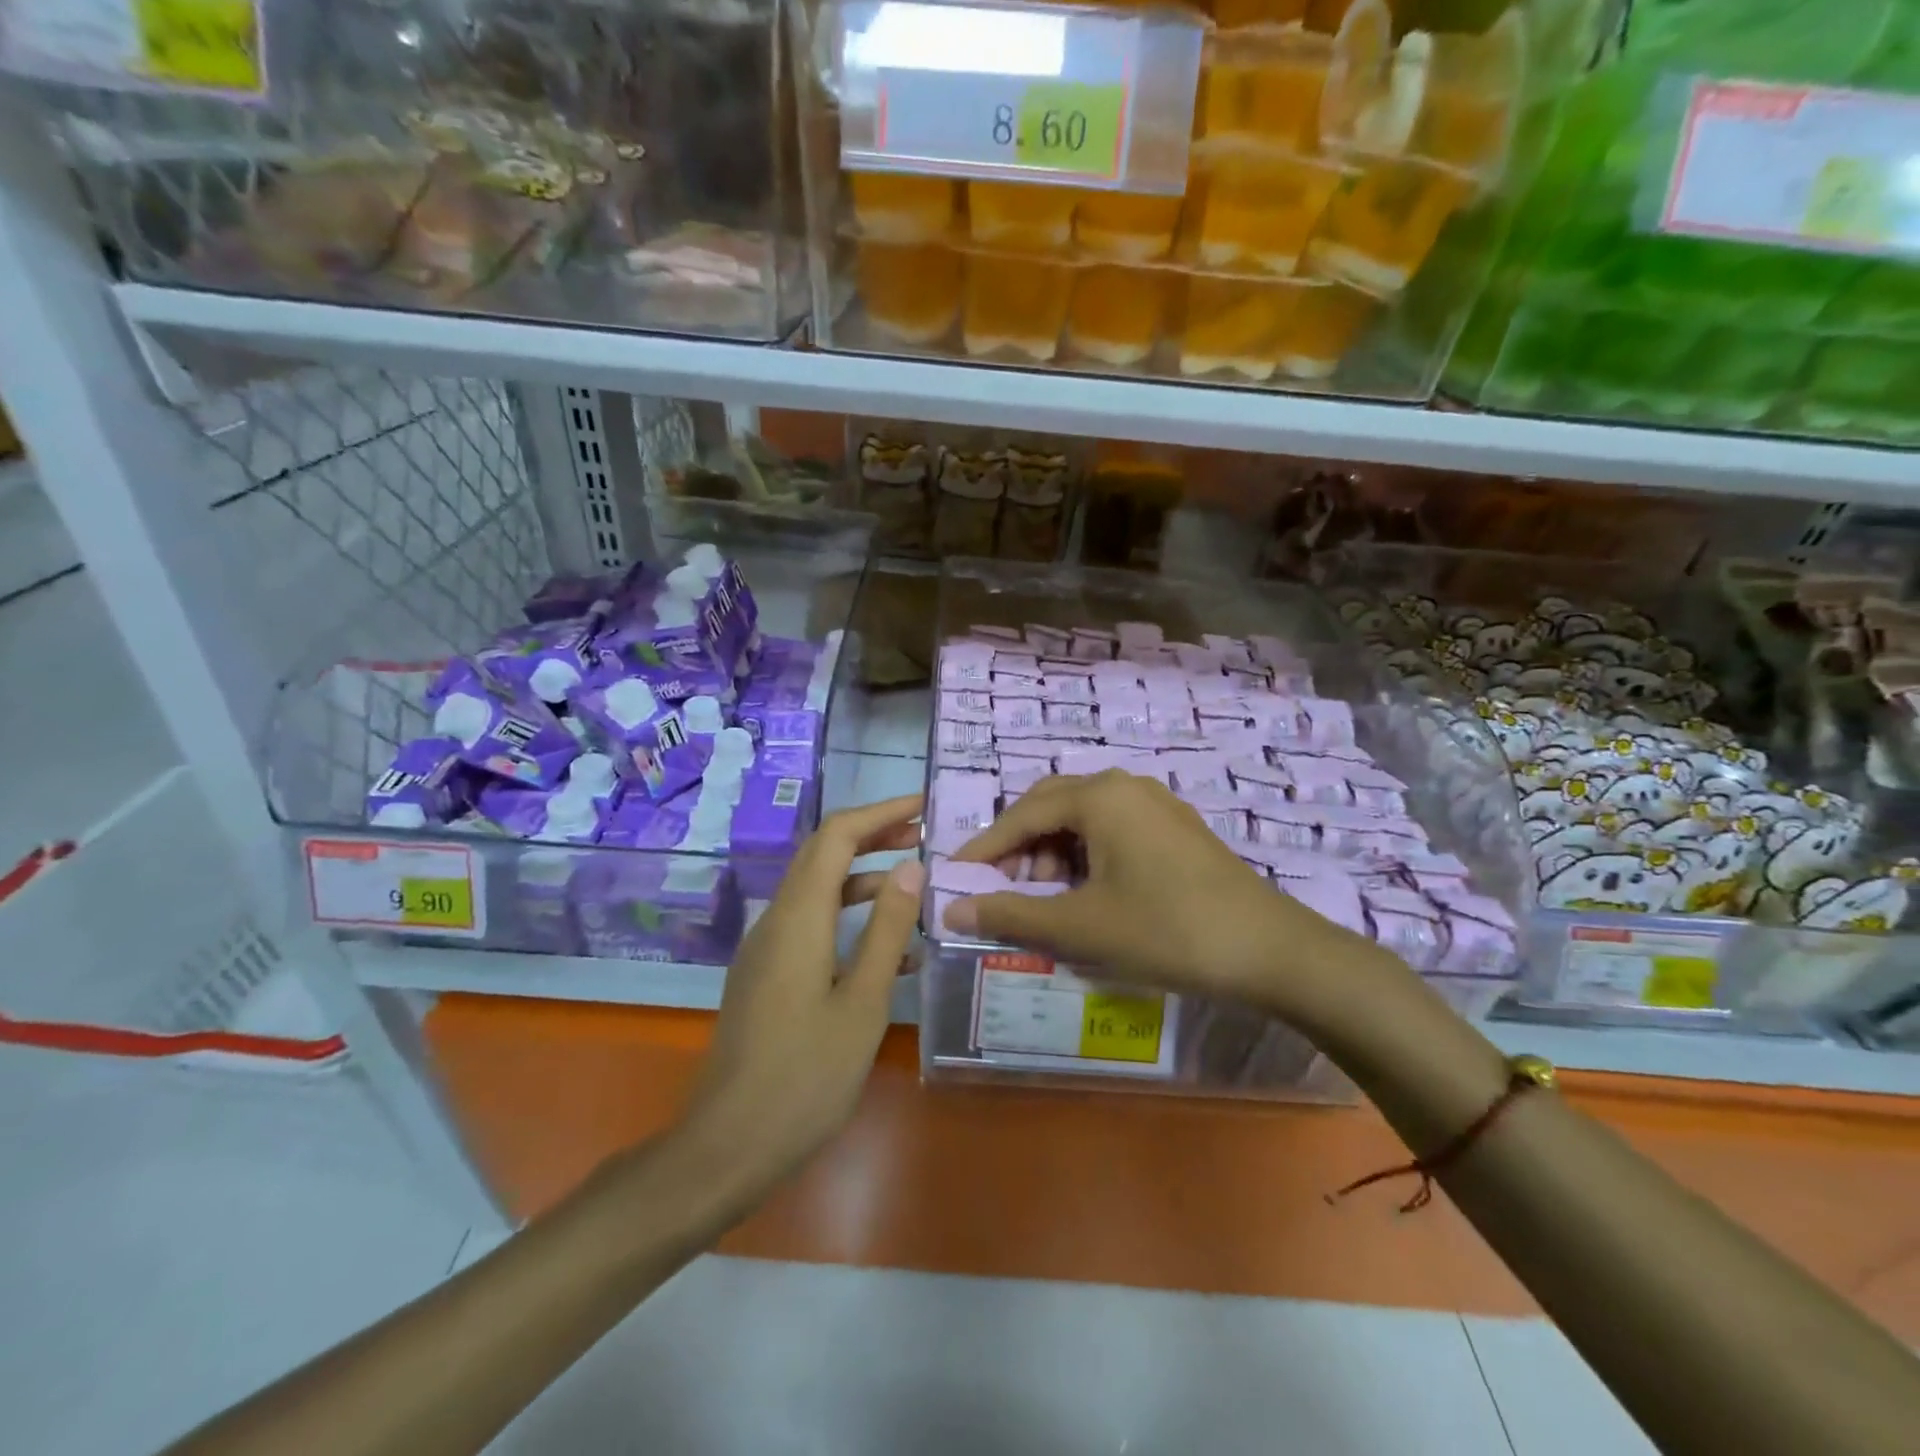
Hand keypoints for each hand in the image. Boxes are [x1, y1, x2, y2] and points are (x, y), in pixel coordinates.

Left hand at [681, 796, 924, 1206]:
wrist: (728, 1146)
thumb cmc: (805, 1075)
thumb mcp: (863, 1001)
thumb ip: (888, 929)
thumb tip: (912, 867)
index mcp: (798, 917)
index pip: (836, 836)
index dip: (880, 813)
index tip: (922, 809)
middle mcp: (776, 921)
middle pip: (823, 855)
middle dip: (872, 837)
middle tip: (923, 835)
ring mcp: (767, 949)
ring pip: (817, 891)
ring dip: (864, 879)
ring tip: (915, 885)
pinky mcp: (766, 976)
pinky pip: (810, 927)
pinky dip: (848, 919)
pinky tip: (889, 951)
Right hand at [944, 771, 1388, 1025]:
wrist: (1270, 950)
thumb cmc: (1166, 930)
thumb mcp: (1081, 926)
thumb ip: (1012, 913)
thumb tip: (953, 910)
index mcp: (1099, 796)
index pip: (1022, 814)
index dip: (985, 847)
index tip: (955, 876)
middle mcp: (1125, 785)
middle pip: (1051, 805)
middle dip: (1020, 846)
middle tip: (1002, 888)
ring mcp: (1156, 804)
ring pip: (1084, 817)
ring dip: (1054, 851)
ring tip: (1046, 897)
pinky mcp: (1176, 827)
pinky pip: (1113, 828)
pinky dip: (1087, 855)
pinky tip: (1088, 892)